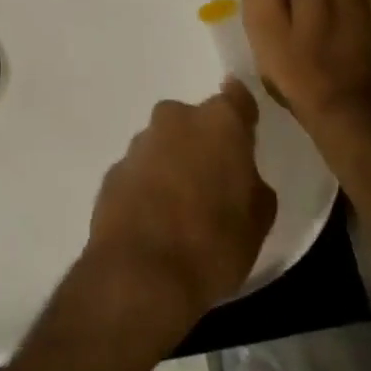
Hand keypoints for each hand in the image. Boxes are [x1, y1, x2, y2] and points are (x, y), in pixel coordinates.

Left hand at [85, 80, 276, 329]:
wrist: (141, 274)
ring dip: (172, 163)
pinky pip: (139, 170)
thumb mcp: (258, 219)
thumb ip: (252, 182)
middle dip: (202, 142)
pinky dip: (147, 185)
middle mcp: (175, 120)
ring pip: (163, 144)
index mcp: (219, 123)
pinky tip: (154, 219)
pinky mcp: (112, 171)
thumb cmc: (214, 244)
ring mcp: (138, 144)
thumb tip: (241, 176)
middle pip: (194, 120)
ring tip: (181, 206)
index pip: (236, 97)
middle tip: (213, 179)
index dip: (241, 113)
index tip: (244, 132)